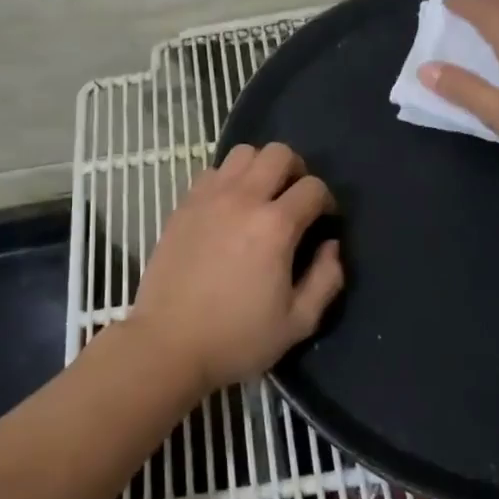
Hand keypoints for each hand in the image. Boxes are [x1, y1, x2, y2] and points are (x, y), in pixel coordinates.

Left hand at [131, 143, 343, 393]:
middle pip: (279, 153)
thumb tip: (331, 245)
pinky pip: (211, 172)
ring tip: (261, 197)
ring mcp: (208, 198)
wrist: (167, 345)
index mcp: (275, 226)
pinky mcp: (183, 205)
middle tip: (294, 200)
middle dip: (296, 170)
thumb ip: (326, 279)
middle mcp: (243, 199)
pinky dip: (227, 180)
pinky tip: (227, 208)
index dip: (326, 202)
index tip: (323, 221)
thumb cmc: (236, 339)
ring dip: (260, 168)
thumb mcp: (298, 323)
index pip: (313, 188)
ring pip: (243, 153)